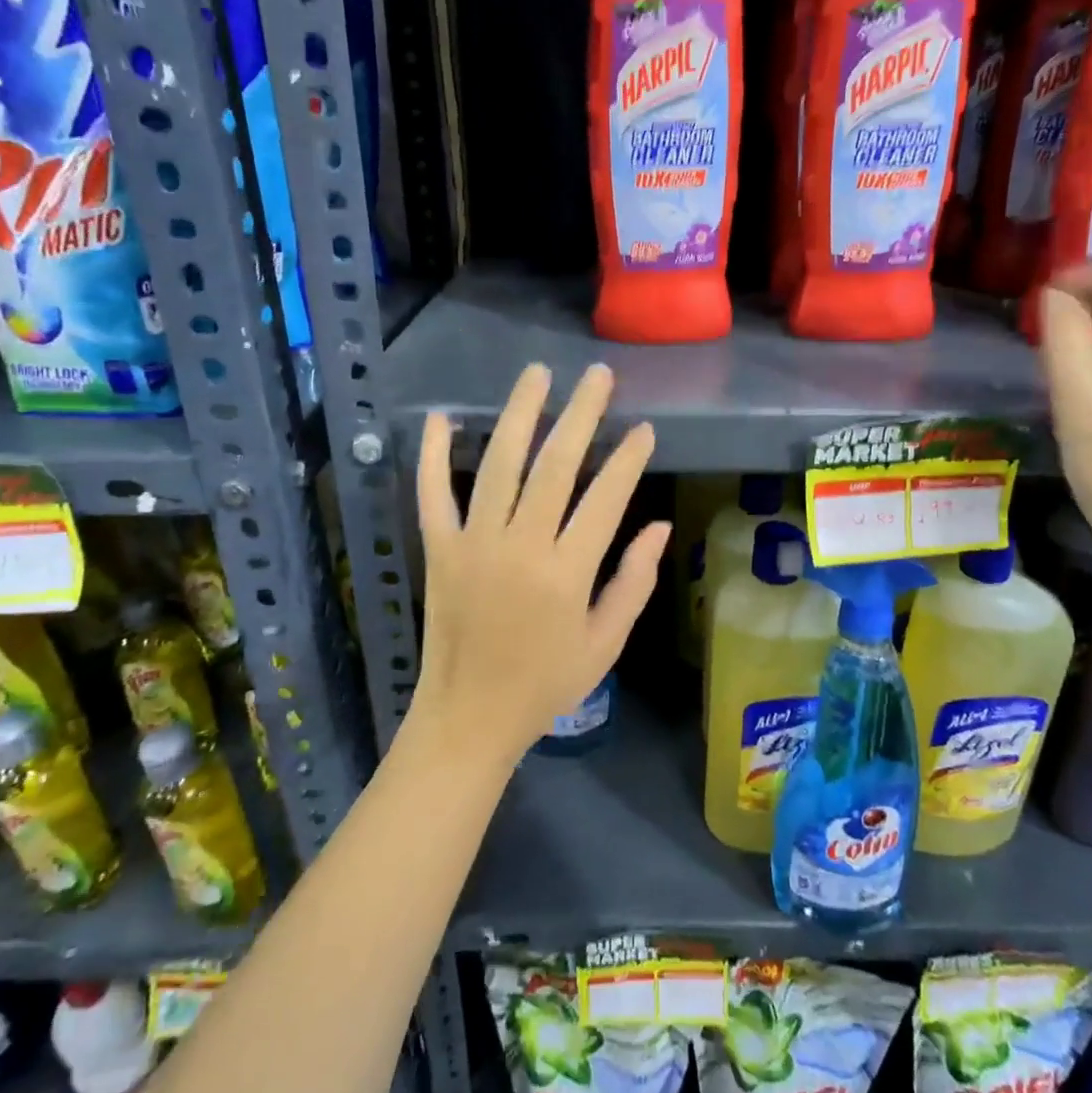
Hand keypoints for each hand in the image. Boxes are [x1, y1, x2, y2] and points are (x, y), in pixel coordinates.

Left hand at [411, 362, 668, 767]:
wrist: (469, 717)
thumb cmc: (545, 683)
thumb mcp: (605, 643)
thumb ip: (634, 582)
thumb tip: (659, 526)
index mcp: (567, 574)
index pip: (605, 499)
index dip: (628, 459)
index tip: (644, 428)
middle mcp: (520, 547)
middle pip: (555, 465)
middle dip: (580, 414)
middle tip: (598, 376)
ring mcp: (473, 544)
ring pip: (498, 465)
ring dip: (519, 414)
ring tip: (537, 375)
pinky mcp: (439, 549)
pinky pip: (432, 494)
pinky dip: (432, 455)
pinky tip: (440, 417)